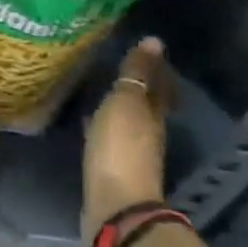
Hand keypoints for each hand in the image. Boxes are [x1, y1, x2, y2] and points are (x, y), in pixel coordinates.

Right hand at [83, 38, 175, 240]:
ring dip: (119, 105)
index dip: (152, 66)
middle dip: (138, 86)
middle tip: (122, 65)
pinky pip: (109, 137)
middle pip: (146, 104)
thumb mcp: (126, 104)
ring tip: (102, 89)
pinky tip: (90, 122)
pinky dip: (103, 125)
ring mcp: (130, 152)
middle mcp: (147, 132)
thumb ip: (135, 74)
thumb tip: (154, 41)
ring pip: (127, 120)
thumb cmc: (121, 148)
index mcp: (153, 114)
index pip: (157, 84)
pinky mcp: (111, 168)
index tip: (145, 47)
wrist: (114, 205)